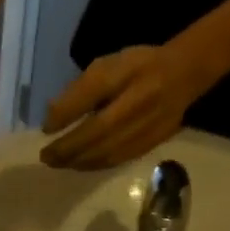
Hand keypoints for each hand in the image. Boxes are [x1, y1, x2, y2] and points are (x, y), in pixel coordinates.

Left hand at [40, 43, 213, 169]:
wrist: (184, 74)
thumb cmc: (137, 68)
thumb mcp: (107, 66)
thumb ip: (80, 90)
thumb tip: (51, 119)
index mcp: (128, 73)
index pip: (93, 92)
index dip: (67, 113)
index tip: (45, 129)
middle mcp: (140, 100)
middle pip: (99, 131)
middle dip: (69, 147)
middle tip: (46, 157)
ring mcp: (150, 124)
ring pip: (109, 150)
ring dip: (79, 160)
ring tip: (59, 163)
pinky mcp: (154, 141)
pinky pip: (119, 158)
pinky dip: (96, 164)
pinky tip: (81, 164)